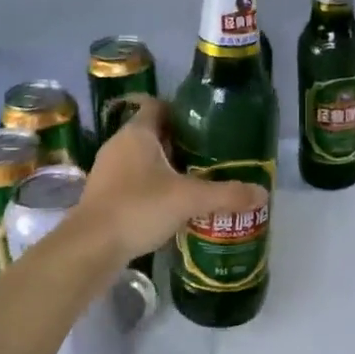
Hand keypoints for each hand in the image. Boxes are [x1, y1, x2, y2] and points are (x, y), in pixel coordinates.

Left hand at [76, 98, 267, 261]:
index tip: (206, 123)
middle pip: (153, 134)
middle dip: (180, 143)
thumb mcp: (188, 199)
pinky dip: (153, 188)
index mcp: (137, 133)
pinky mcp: (104, 196)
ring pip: (143, 160)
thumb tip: (263, 194)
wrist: (91, 247)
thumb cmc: (138, 208)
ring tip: (196, 181)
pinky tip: (173, 206)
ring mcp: (108, 171)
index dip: (182, 110)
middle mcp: (119, 145)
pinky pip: (134, 182)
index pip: (159, 106)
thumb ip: (226, 194)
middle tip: (210, 155)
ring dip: (166, 168)